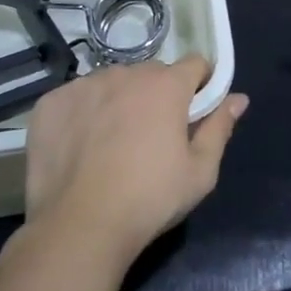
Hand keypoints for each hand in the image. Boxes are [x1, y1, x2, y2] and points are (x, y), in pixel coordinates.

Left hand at [23, 56, 248, 270]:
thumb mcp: (200, 172)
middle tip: (152, 136)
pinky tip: (80, 148)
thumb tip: (239, 99)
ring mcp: (84, 85)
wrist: (79, 226)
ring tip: (111, 144)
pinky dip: (82, 114)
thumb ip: (219, 128)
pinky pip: (75, 98)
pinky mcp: (52, 102)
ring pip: (111, 83)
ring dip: (118, 102)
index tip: (194, 109)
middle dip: (157, 96)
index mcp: (166, 86)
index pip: (194, 64)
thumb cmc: (149, 200)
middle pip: (151, 74)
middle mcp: (126, 73)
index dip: (199, 84)